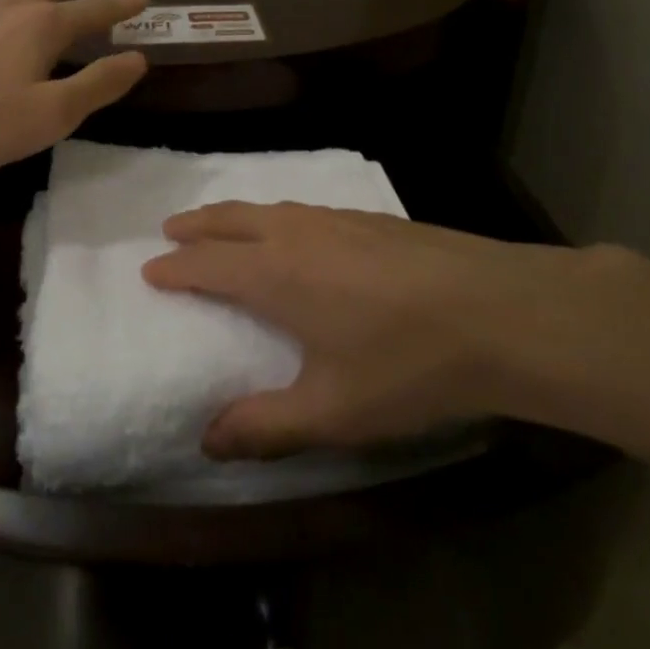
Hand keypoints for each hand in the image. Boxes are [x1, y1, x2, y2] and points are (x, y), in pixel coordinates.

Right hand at [142, 202, 649, 459]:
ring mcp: (336, 219)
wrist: (500, 312)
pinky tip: (295, 229)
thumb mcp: (333, 411)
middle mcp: (296, 234)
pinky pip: (303, 208)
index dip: (174, 267)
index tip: (149, 270)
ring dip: (234, 214)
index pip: (206, 263)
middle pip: (230, 219)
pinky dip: (276, 214)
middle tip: (170, 230)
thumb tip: (207, 440)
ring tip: (222, 224)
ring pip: (268, 207)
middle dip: (196, 225)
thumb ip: (265, 426)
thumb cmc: (408, 364)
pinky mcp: (371, 218)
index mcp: (274, 274)